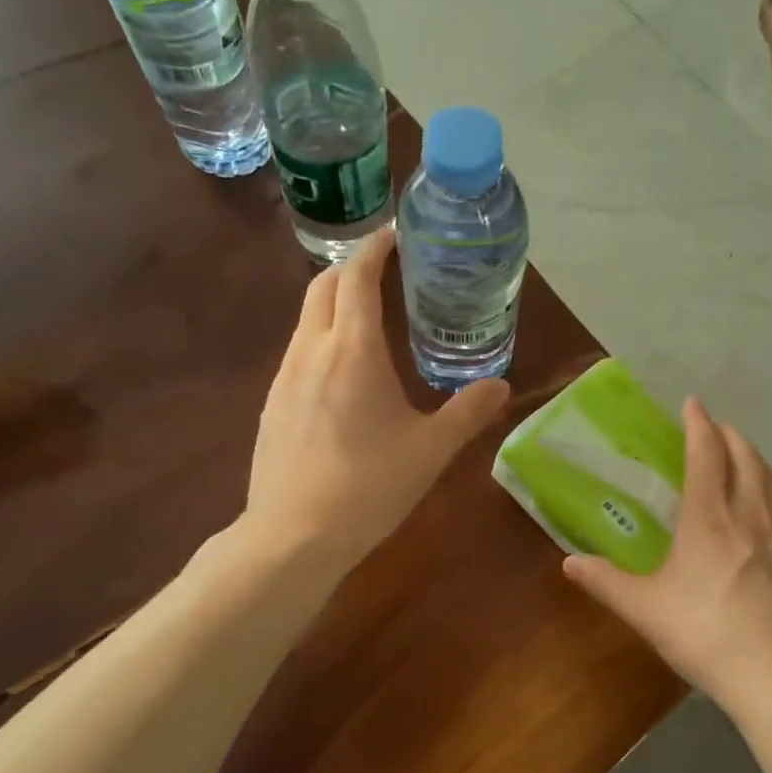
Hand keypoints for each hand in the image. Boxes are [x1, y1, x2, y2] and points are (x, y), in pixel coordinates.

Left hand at [243, 231, 511, 571]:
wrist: (293, 536)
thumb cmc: (369, 486)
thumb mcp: (430, 449)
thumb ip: (468, 412)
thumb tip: (501, 386)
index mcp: (352, 349)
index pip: (356, 275)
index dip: (375, 248)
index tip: (395, 236)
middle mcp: (310, 350)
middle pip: (323, 286)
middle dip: (351, 268)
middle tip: (384, 272)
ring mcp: (283, 378)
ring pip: (306, 320)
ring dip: (333, 305)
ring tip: (368, 321)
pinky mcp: (271, 406)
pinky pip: (297, 354)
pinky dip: (321, 341)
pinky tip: (342, 377)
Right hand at [562, 397, 771, 708]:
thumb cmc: (704, 634)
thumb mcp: (644, 609)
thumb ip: (605, 581)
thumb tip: (568, 563)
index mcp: (709, 518)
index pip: (706, 454)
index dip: (698, 424)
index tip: (692, 403)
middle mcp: (750, 514)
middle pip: (746, 456)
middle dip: (729, 435)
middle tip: (713, 429)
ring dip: (755, 459)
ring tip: (743, 458)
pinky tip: (771, 511)